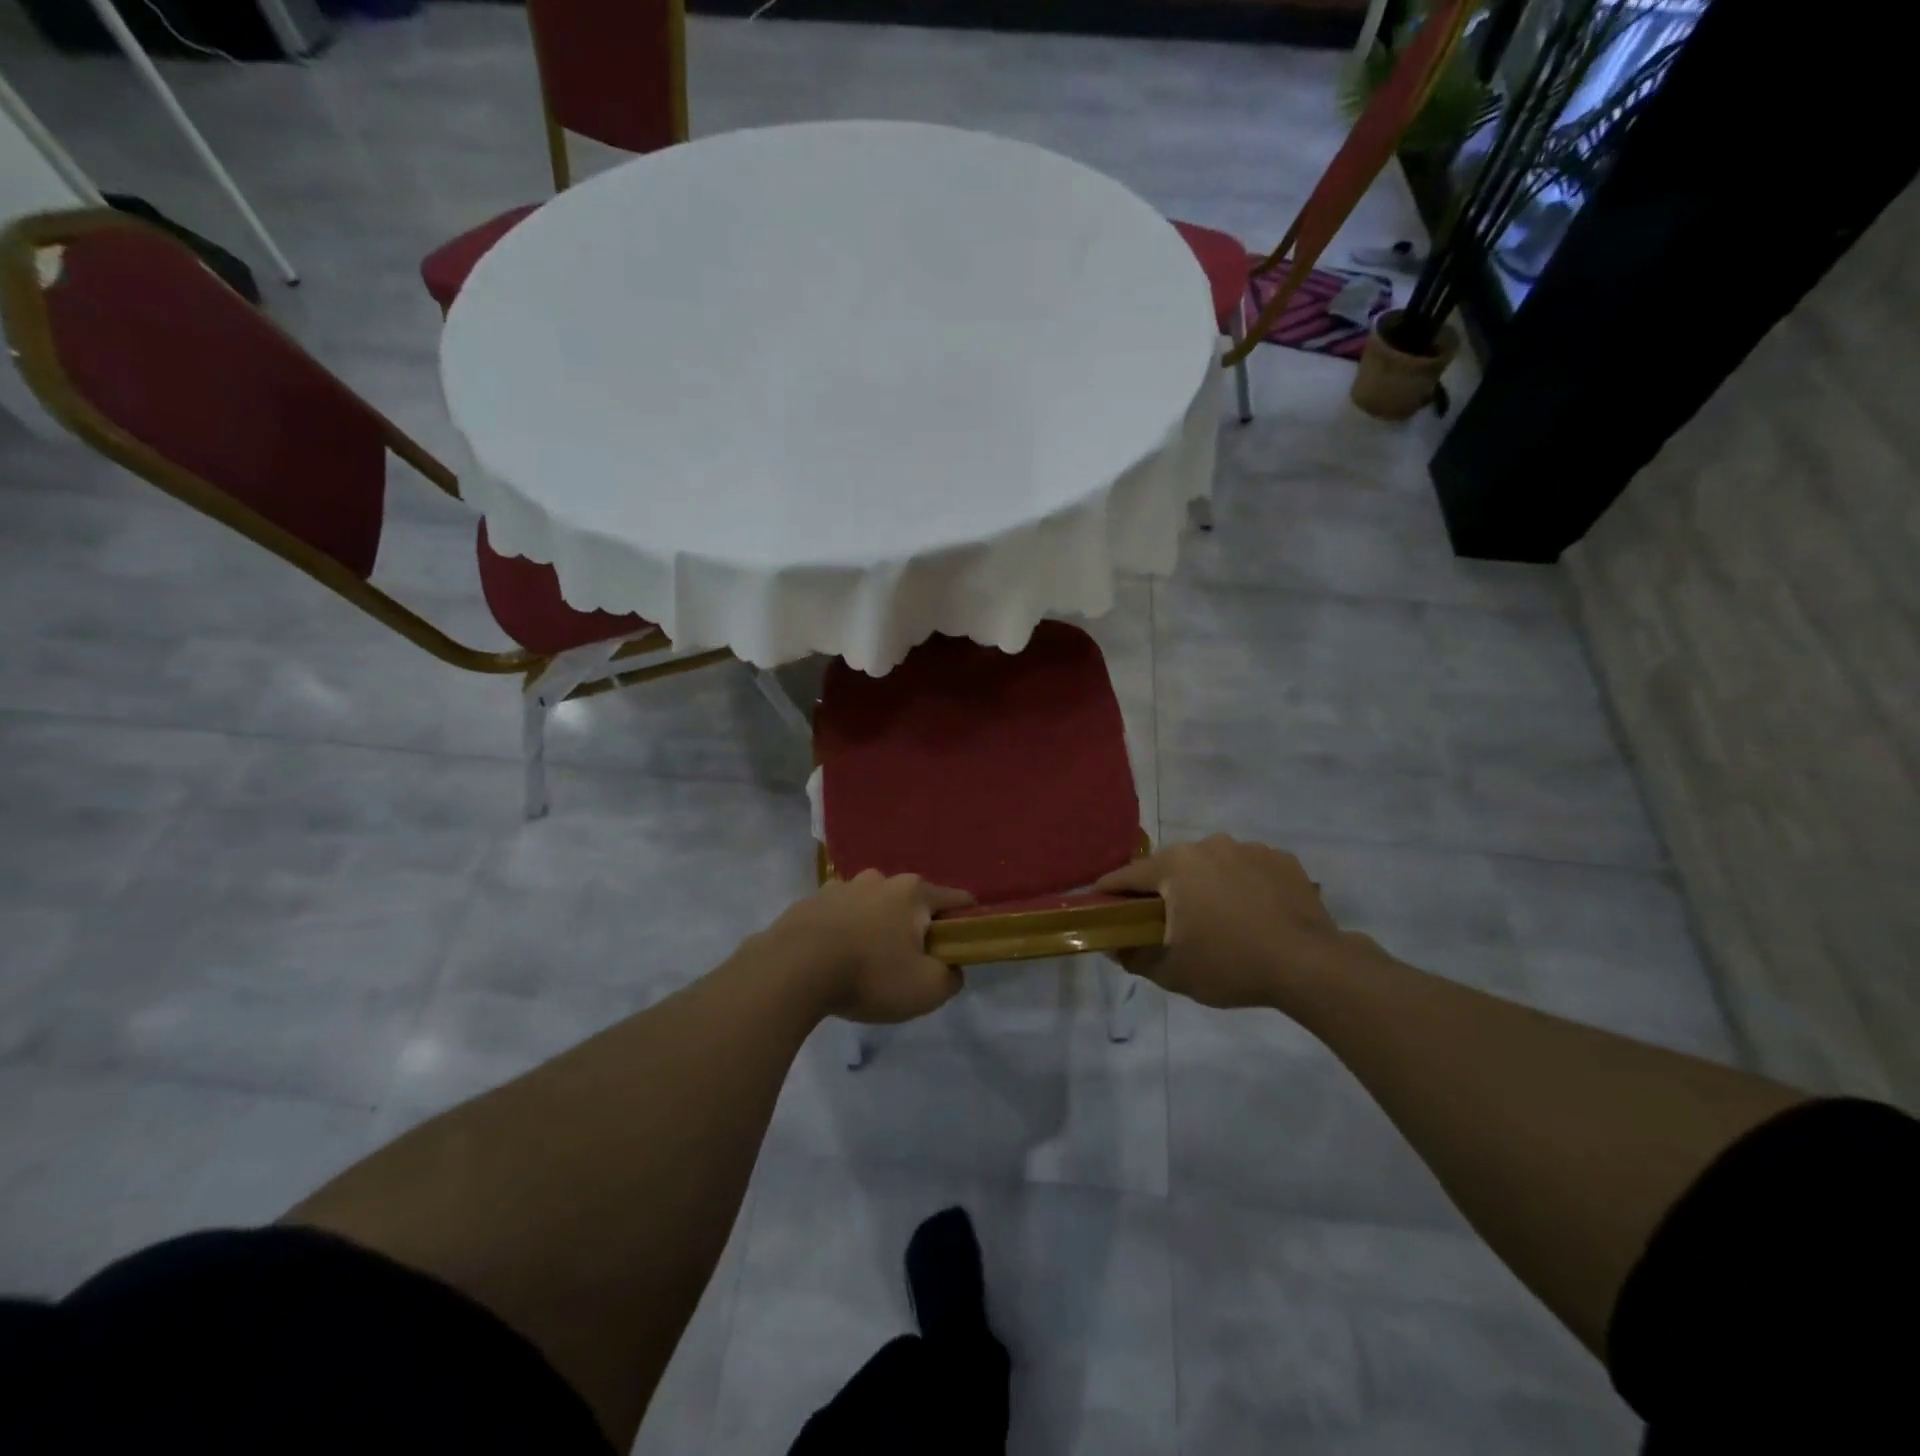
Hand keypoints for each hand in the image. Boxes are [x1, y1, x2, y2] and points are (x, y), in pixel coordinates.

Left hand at [770, 871, 974, 1023]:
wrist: (792, 970)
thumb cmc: (870, 974)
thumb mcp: (927, 989)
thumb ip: (951, 977)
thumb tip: (950, 968)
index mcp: (913, 892)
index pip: (957, 899)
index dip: (967, 922)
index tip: (963, 947)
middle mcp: (880, 879)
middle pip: (911, 903)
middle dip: (916, 928)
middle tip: (909, 965)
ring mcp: (841, 887)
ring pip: (873, 907)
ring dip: (877, 928)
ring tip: (866, 965)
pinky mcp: (810, 902)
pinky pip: (839, 916)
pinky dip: (844, 933)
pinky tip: (835, 961)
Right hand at [1095, 835, 1380, 1009]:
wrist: (1310, 965)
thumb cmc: (1231, 964)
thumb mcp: (1172, 971)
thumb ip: (1133, 956)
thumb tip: (1113, 945)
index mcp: (1174, 866)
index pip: (1127, 876)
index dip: (1110, 892)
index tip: (1101, 906)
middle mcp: (1207, 845)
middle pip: (1170, 867)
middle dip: (1163, 891)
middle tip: (1167, 923)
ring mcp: (1247, 848)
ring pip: (1210, 865)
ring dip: (1205, 886)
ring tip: (1218, 921)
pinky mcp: (1280, 858)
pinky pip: (1247, 869)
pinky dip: (1242, 886)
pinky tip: (1254, 915)